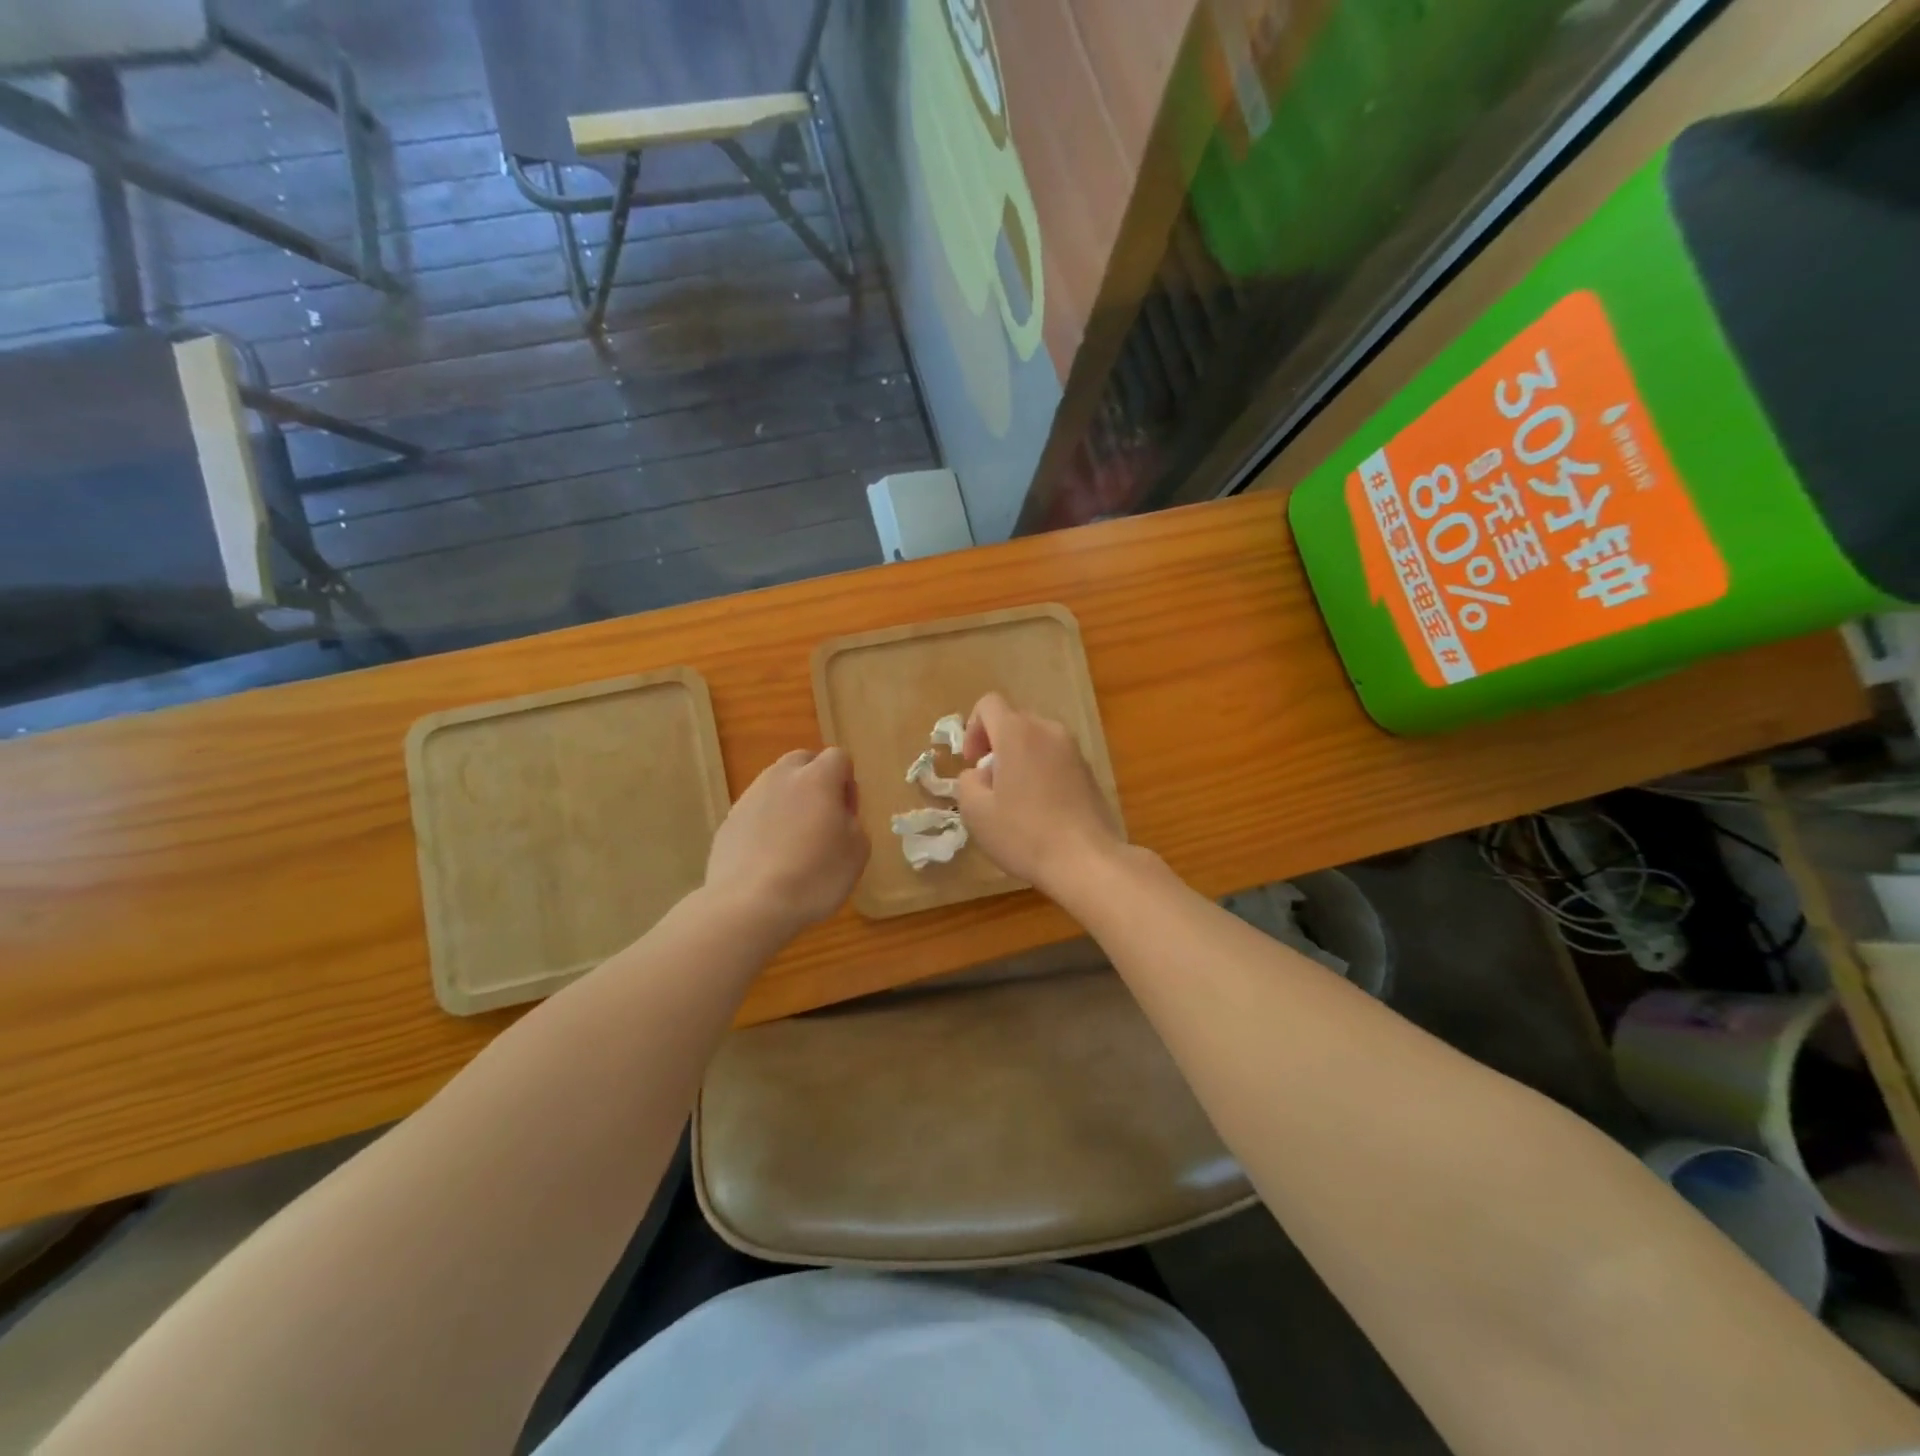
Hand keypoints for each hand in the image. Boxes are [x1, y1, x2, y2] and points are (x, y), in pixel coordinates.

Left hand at [706, 748, 868, 933]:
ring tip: (794, 842)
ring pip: (775, 785)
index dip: (848, 783)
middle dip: (816, 781)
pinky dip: (766, 825)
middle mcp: (780, 778)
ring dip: (789, 802)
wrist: (750, 906)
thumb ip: (852, 822)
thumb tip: (838, 816)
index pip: (838, 757)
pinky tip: (770, 859)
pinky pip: (755, 812)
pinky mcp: (728, 823)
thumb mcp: (857, 851)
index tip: (847, 815)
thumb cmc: (815, 876)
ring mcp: (749, 798)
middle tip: (822, 819)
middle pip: (802, 761)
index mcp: (817, 778)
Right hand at [954, 693, 1121, 897]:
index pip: (989, 704)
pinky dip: (1041, 772)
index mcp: (1018, 732)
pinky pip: (1055, 759)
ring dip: (1019, 759)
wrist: (1087, 860)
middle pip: (1014, 721)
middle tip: (990, 784)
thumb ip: (966, 782)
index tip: (973, 764)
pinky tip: (1041, 810)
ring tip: (1015, 799)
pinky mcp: (1089, 771)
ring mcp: (1074, 750)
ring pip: (1036, 740)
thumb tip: (980, 774)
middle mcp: (1048, 731)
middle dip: (996, 746)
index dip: (973, 729)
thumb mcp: (975, 812)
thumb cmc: (1024, 833)